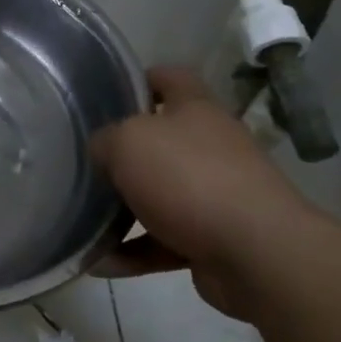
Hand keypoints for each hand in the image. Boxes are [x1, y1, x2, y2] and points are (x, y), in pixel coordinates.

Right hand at [89, 66, 316, 318]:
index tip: (108, 93)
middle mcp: (210, 146)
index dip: (142, 79)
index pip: (171, 78)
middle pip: (163, 139)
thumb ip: (105, 140)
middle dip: (125, 152)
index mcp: (196, 110)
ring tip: (84, 218)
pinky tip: (99, 263)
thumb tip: (102, 151)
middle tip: (86, 160)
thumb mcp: (128, 143)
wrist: (257, 253)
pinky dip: (133, 252)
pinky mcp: (214, 240)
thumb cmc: (188, 178)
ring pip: (161, 194)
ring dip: (125, 208)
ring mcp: (216, 194)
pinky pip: (164, 241)